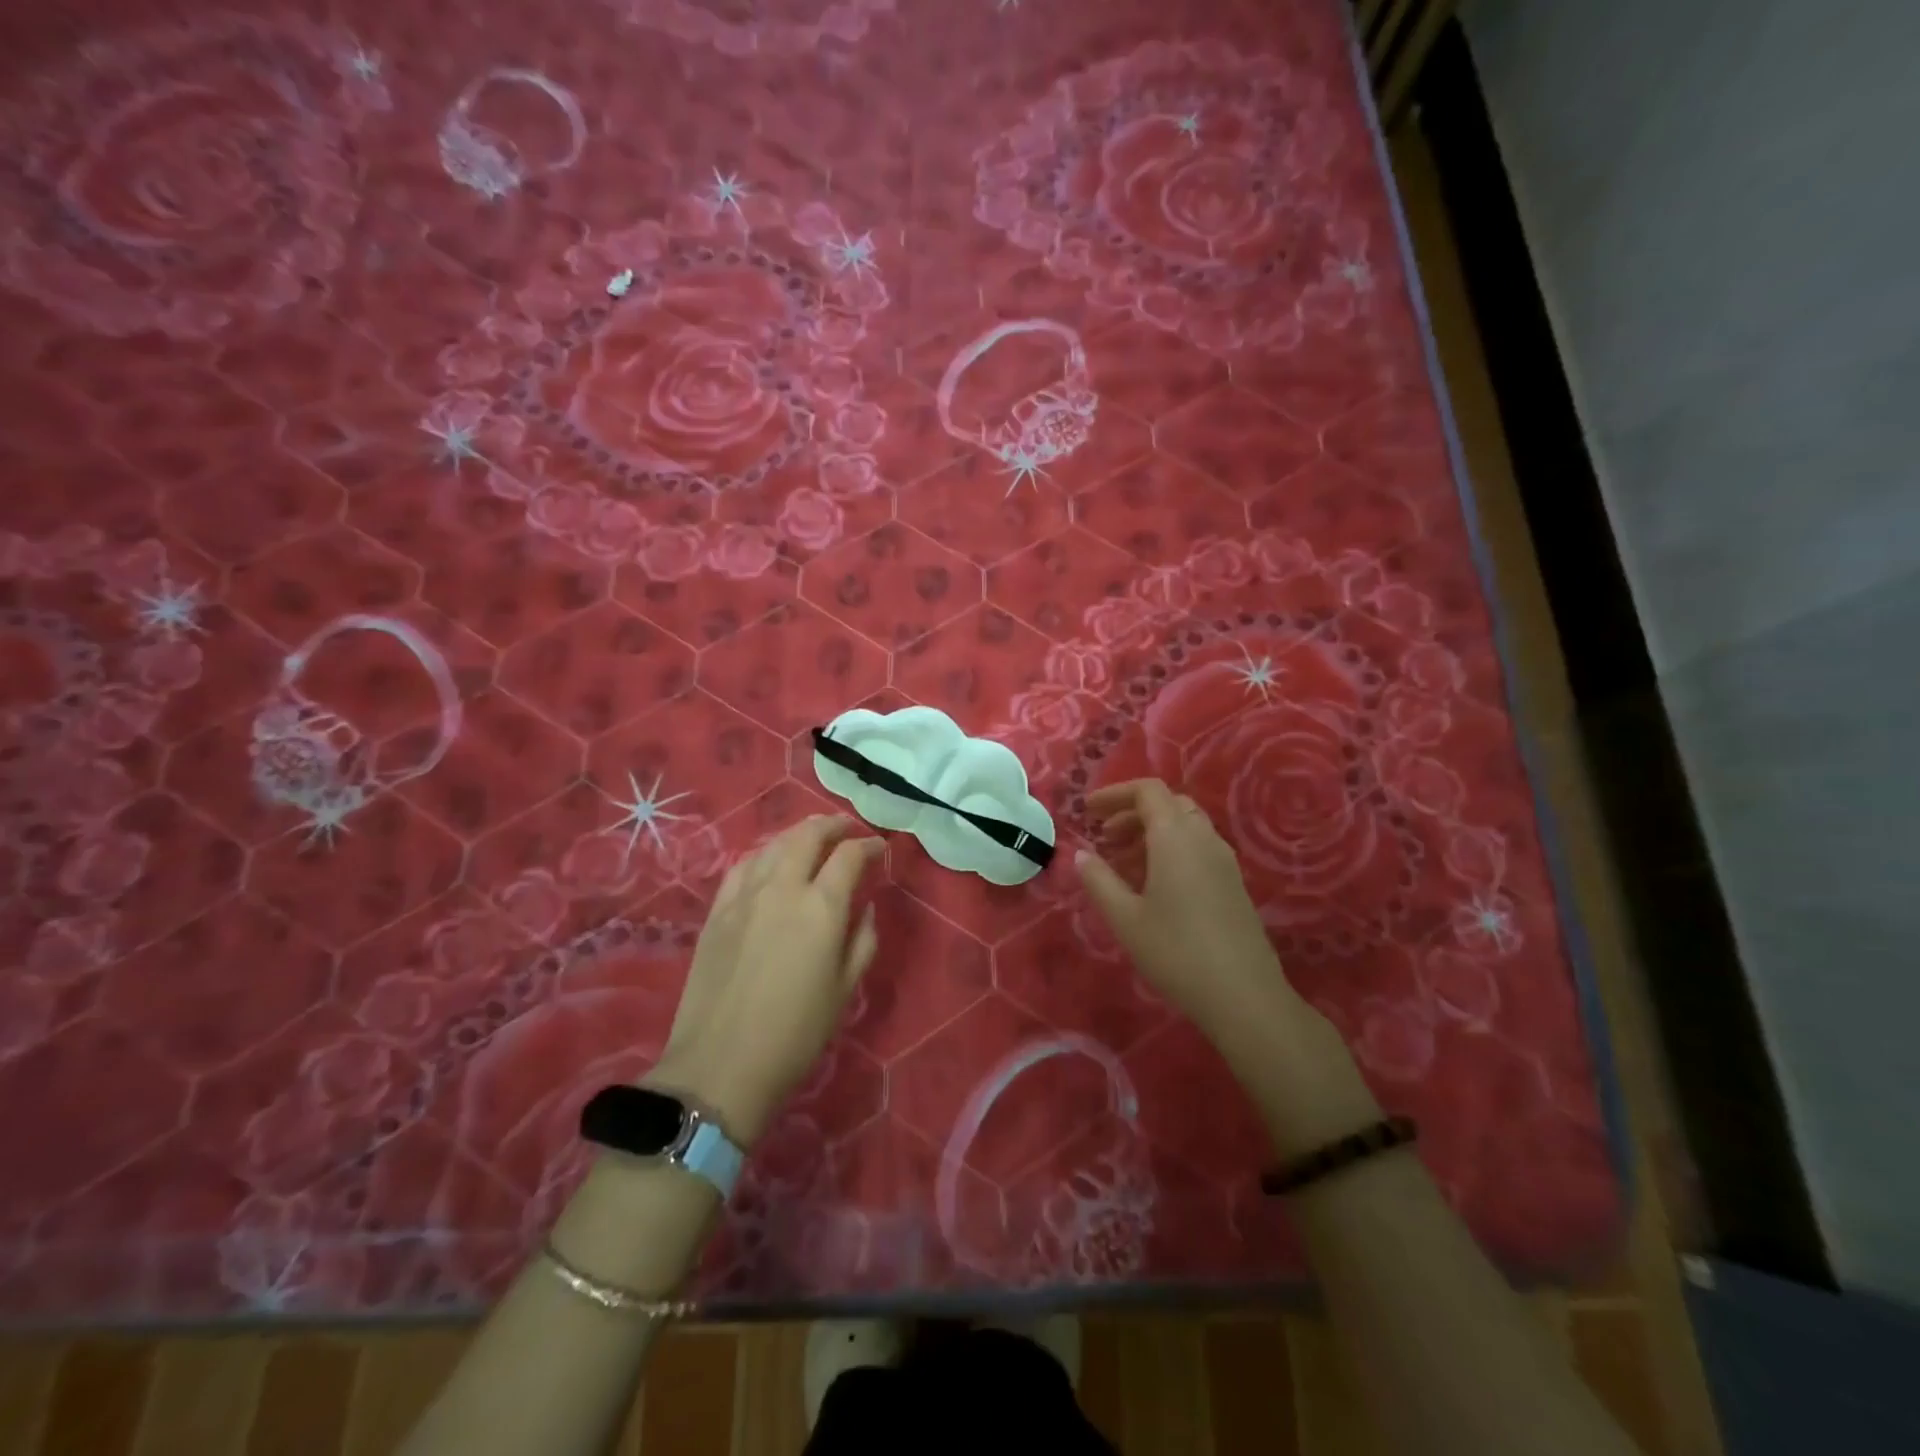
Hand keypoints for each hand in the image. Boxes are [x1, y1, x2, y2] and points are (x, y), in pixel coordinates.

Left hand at [647, 814, 882, 1145]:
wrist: (720, 1066)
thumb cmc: (796, 1035)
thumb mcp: (845, 990)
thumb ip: (863, 941)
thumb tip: (866, 908)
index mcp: (822, 908)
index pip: (849, 856)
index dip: (868, 845)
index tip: (879, 848)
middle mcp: (783, 889)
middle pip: (808, 836)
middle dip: (832, 825)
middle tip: (847, 828)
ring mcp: (744, 896)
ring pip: (773, 845)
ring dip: (798, 834)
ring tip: (812, 837)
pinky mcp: (717, 911)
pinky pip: (742, 866)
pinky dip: (763, 854)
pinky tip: (769, 861)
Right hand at [1074, 779, 1299, 1043]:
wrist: (1243, 996)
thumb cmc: (1175, 952)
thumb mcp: (1125, 918)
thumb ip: (1099, 880)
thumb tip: (1081, 854)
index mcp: (1175, 837)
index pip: (1147, 791)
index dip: (1115, 794)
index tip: (1088, 811)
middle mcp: (1203, 838)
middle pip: (1168, 804)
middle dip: (1132, 812)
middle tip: (1105, 837)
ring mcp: (1224, 860)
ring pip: (1185, 825)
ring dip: (1152, 832)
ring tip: (1123, 863)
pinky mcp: (1233, 883)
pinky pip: (1198, 847)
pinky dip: (1171, 849)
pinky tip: (1154, 885)